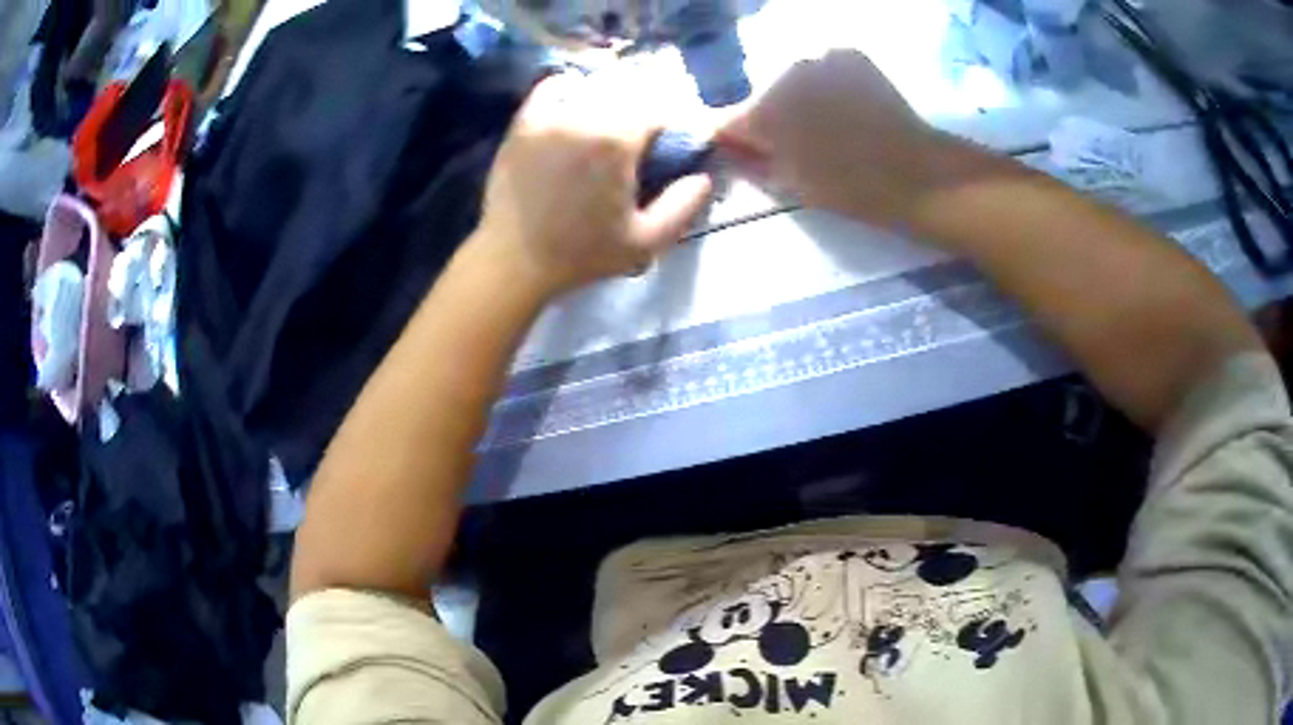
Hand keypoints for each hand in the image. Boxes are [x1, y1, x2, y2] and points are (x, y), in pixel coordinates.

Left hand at [475, 72, 712, 297]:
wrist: (513, 261)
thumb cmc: (581, 254)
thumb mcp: (646, 241)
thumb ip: (684, 206)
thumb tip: (704, 176)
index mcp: (616, 140)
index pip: (660, 109)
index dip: (672, 123)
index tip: (670, 143)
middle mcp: (583, 115)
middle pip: (629, 91)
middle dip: (644, 108)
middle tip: (643, 135)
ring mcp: (549, 115)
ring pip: (593, 85)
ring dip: (611, 97)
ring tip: (612, 121)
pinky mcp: (523, 122)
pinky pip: (552, 87)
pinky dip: (570, 88)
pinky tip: (577, 105)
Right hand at [718, 50, 960, 228]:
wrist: (916, 173)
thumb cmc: (851, 189)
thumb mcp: (792, 185)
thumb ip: (752, 163)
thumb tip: (732, 149)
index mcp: (764, 112)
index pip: (729, 122)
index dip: (737, 141)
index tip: (750, 156)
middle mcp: (783, 75)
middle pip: (763, 98)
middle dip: (773, 119)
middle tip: (798, 146)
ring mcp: (819, 60)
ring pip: (794, 83)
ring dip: (801, 100)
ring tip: (828, 127)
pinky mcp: (848, 56)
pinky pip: (823, 70)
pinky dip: (828, 86)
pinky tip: (848, 107)